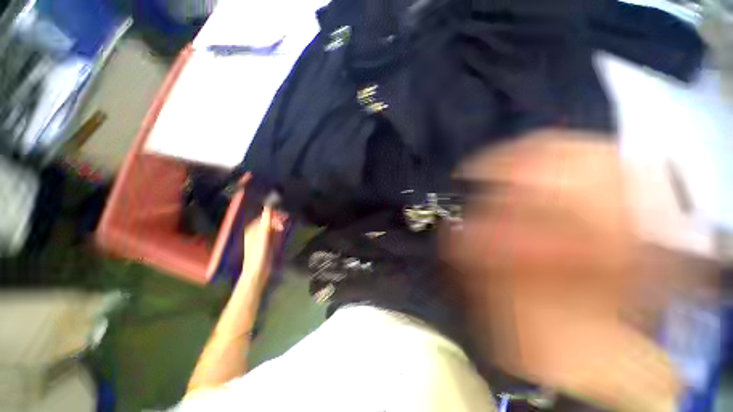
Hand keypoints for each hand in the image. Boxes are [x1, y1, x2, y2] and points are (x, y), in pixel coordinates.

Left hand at [238, 205, 284, 292]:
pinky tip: (281, 233)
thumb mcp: (263, 236)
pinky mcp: (265, 245)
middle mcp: (255, 233)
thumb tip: (268, 207)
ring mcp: (260, 239)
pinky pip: (271, 234)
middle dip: (276, 220)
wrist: (257, 272)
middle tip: (285, 221)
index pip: (263, 217)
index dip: (273, 214)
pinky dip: (277, 232)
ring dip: (277, 225)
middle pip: (267, 221)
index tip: (284, 215)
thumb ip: (266, 221)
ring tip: (283, 227)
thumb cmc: (258, 254)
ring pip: (270, 227)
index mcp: (252, 230)